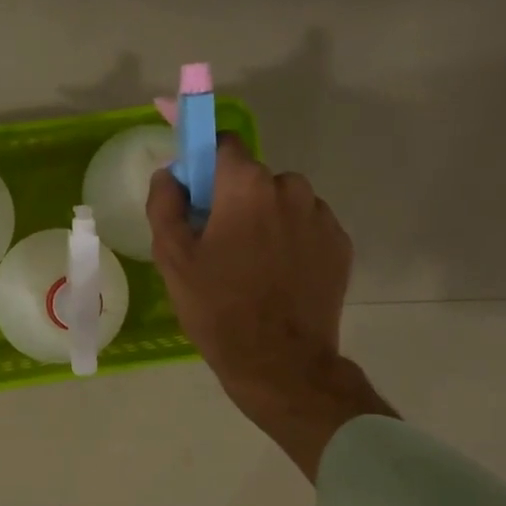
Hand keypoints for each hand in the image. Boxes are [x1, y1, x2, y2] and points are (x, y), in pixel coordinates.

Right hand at [148, 138, 394, 479]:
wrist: (279, 362)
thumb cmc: (218, 307)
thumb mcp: (172, 258)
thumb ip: (165, 203)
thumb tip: (171, 174)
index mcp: (247, 186)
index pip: (224, 143)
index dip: (205, 161)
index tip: (195, 190)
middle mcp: (291, 189)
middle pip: (254, 177)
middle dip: (235, 197)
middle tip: (219, 241)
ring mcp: (322, 217)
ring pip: (284, 201)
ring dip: (266, 218)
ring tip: (251, 264)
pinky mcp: (340, 245)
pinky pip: (307, 227)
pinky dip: (291, 240)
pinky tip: (279, 276)